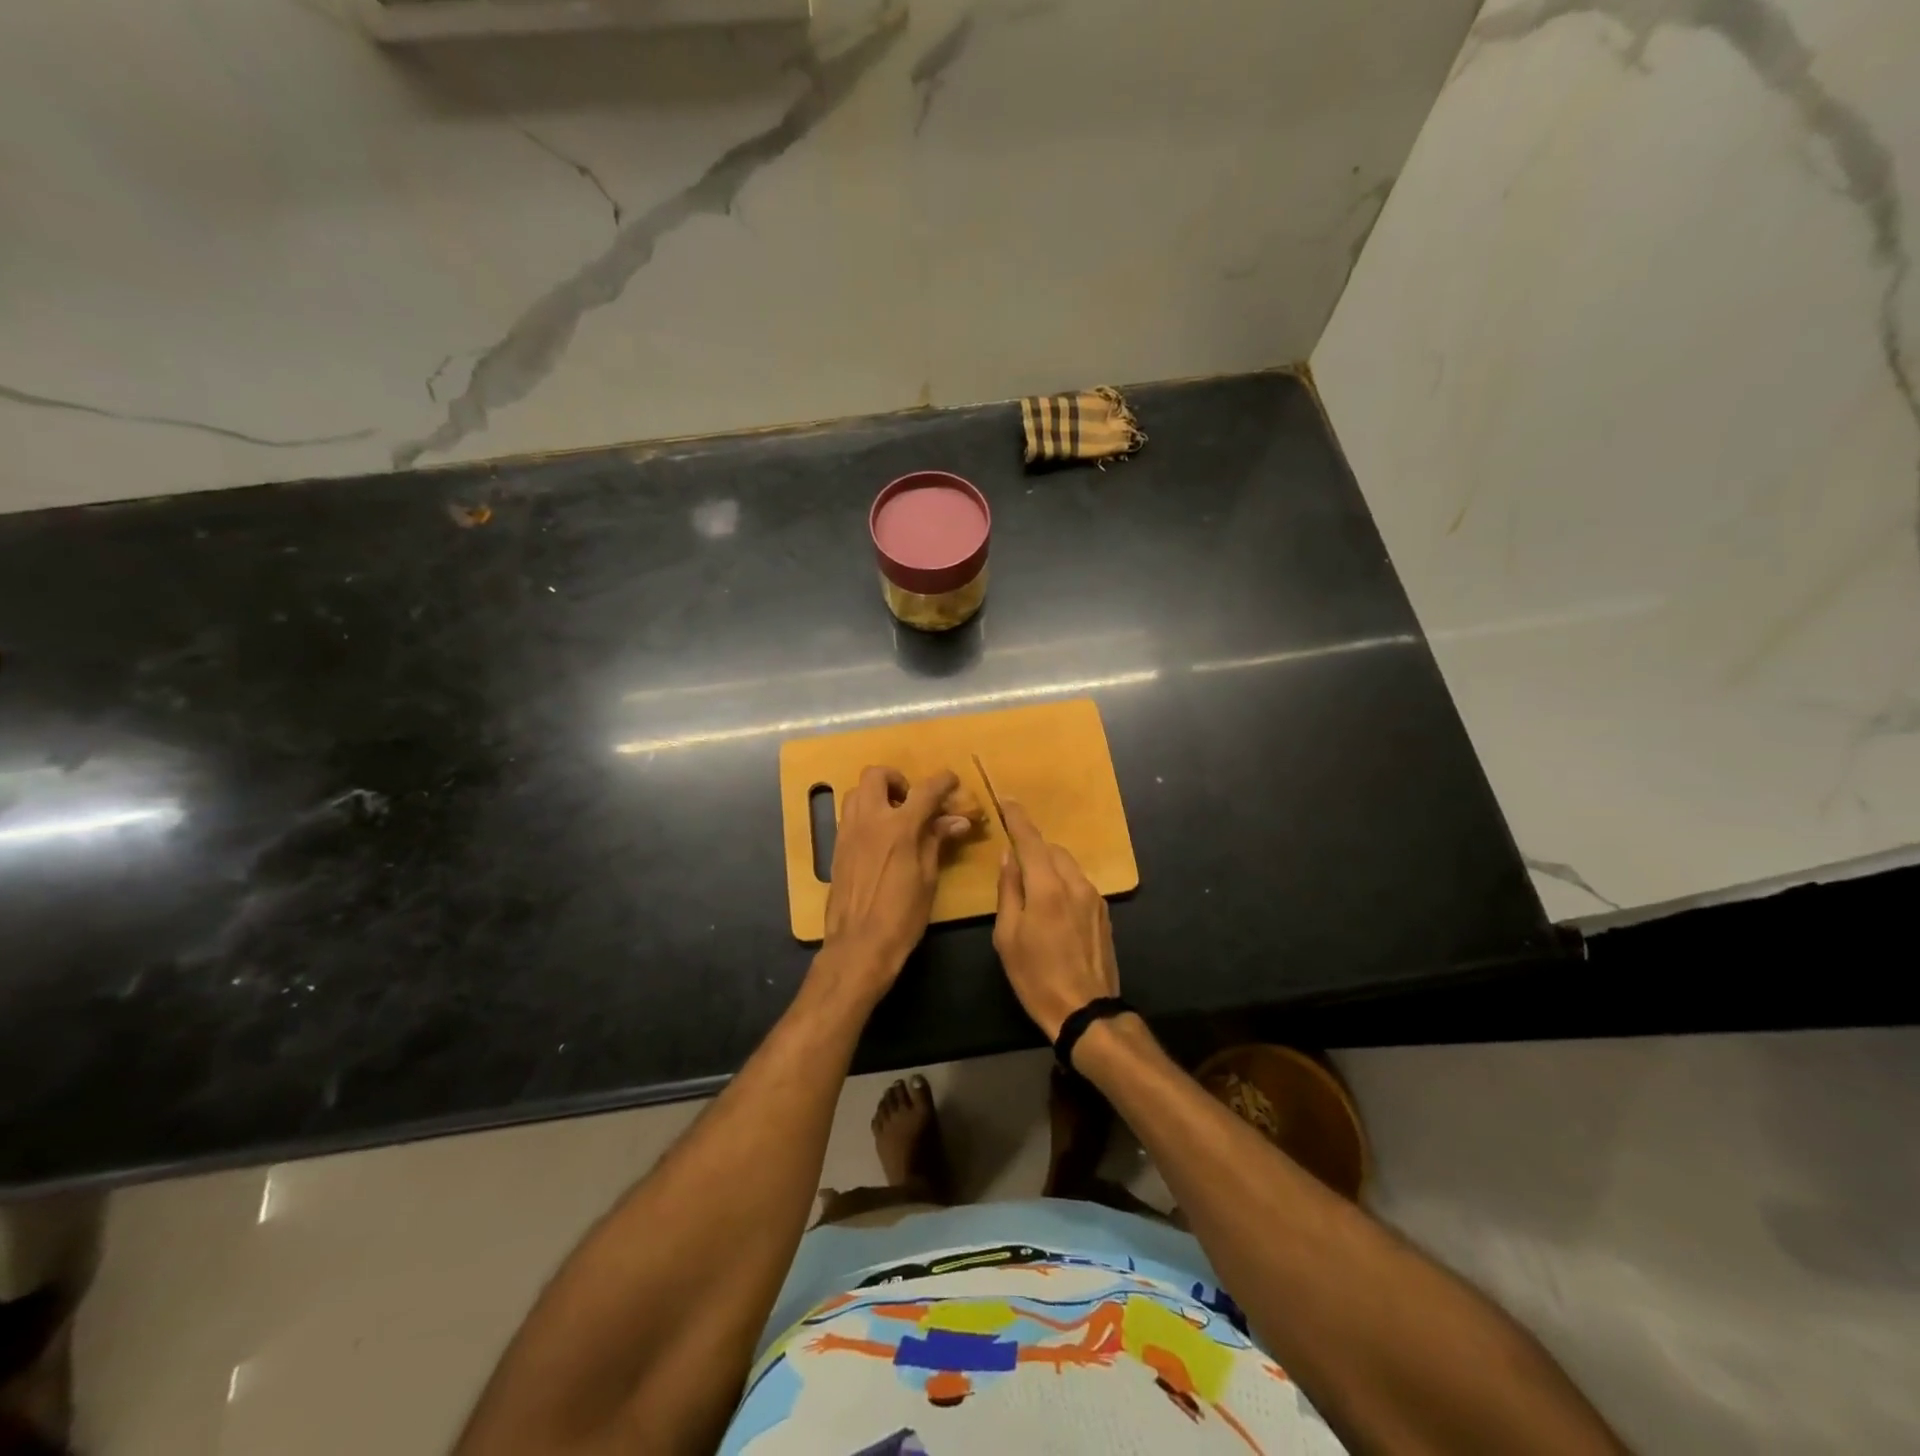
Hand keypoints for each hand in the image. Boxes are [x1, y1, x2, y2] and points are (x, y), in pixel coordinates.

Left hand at [817, 767, 971, 1006]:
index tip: (952, 781)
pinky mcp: (836, 847)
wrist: (859, 945)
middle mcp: (869, 820)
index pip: (925, 790)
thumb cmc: (902, 915)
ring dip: (877, 794)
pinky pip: (849, 815)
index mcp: (899, 827)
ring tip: (894, 817)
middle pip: (877, 775)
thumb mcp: (928, 877)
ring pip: (857, 792)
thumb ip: (938, 841)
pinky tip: (879, 838)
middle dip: (897, 780)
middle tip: (911, 801)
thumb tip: (958, 820)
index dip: (942, 781)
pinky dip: (865, 813)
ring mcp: (848, 832)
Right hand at [992, 801, 1119, 1040]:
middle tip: (1013, 862)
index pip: (1030, 839)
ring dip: (1048, 865)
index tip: (1006, 800)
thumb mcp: (1008, 936)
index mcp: (1047, 887)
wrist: (1086, 1012)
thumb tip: (1009, 857)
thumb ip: (1008, 890)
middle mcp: (1075, 883)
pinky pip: (1078, 883)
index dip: (1017, 817)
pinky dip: (1062, 882)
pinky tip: (1052, 906)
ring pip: (1068, 865)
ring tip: (1032, 888)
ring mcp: (1094, 897)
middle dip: (1032, 847)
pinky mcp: (1104, 912)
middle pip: (1052, 850)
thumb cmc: (1036, 977)